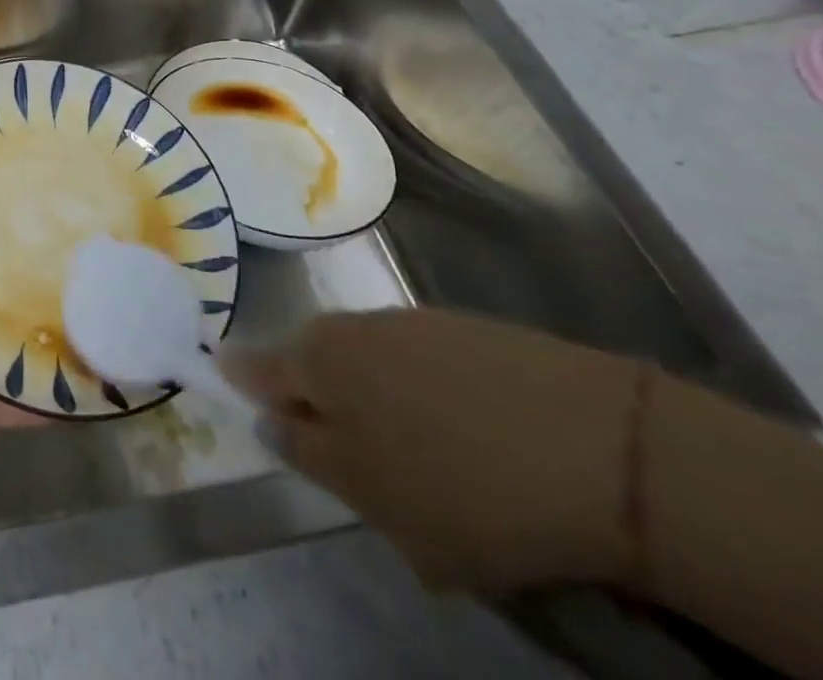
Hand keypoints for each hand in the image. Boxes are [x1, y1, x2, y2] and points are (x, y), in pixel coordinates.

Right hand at [227, 308, 646, 594]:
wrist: (603, 448)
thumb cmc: (465, 486)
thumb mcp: (374, 498)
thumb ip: (310, 455)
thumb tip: (271, 422)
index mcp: (318, 363)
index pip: (255, 367)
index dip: (237, 378)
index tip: (220, 377)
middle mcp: (351, 328)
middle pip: (311, 359)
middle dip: (310, 394)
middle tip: (331, 440)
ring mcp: (410, 323)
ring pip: (364, 360)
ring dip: (368, 395)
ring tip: (404, 449)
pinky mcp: (465, 330)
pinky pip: (416, 361)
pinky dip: (416, 390)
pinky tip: (458, 433)